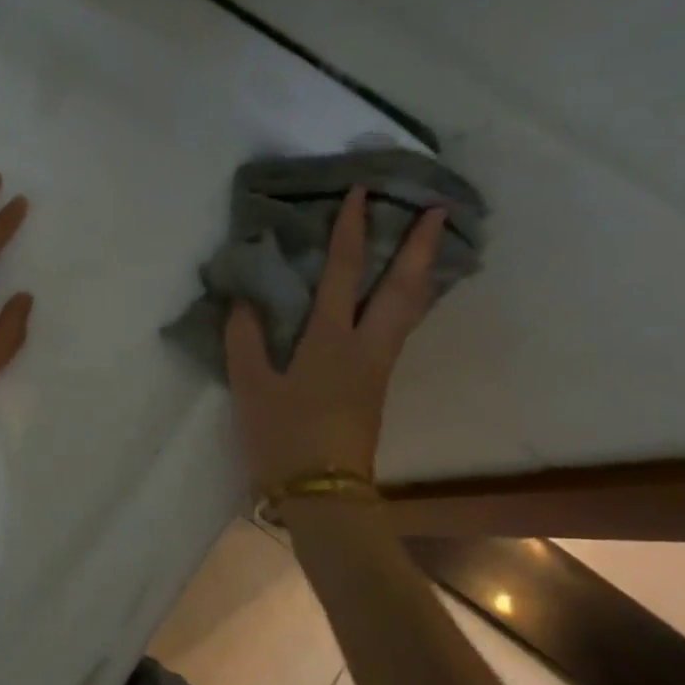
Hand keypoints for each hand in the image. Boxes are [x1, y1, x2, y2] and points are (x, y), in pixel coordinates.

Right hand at [227, 187, 445, 492]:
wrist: (325, 492)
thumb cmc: (285, 436)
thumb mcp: (252, 387)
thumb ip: (246, 339)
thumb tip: (245, 298)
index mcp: (331, 340)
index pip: (343, 273)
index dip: (351, 230)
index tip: (361, 192)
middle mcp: (366, 346)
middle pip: (403, 287)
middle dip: (421, 246)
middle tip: (440, 209)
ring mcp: (379, 365)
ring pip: (411, 308)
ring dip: (424, 270)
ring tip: (434, 243)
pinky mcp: (378, 383)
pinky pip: (402, 327)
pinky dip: (411, 299)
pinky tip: (405, 295)